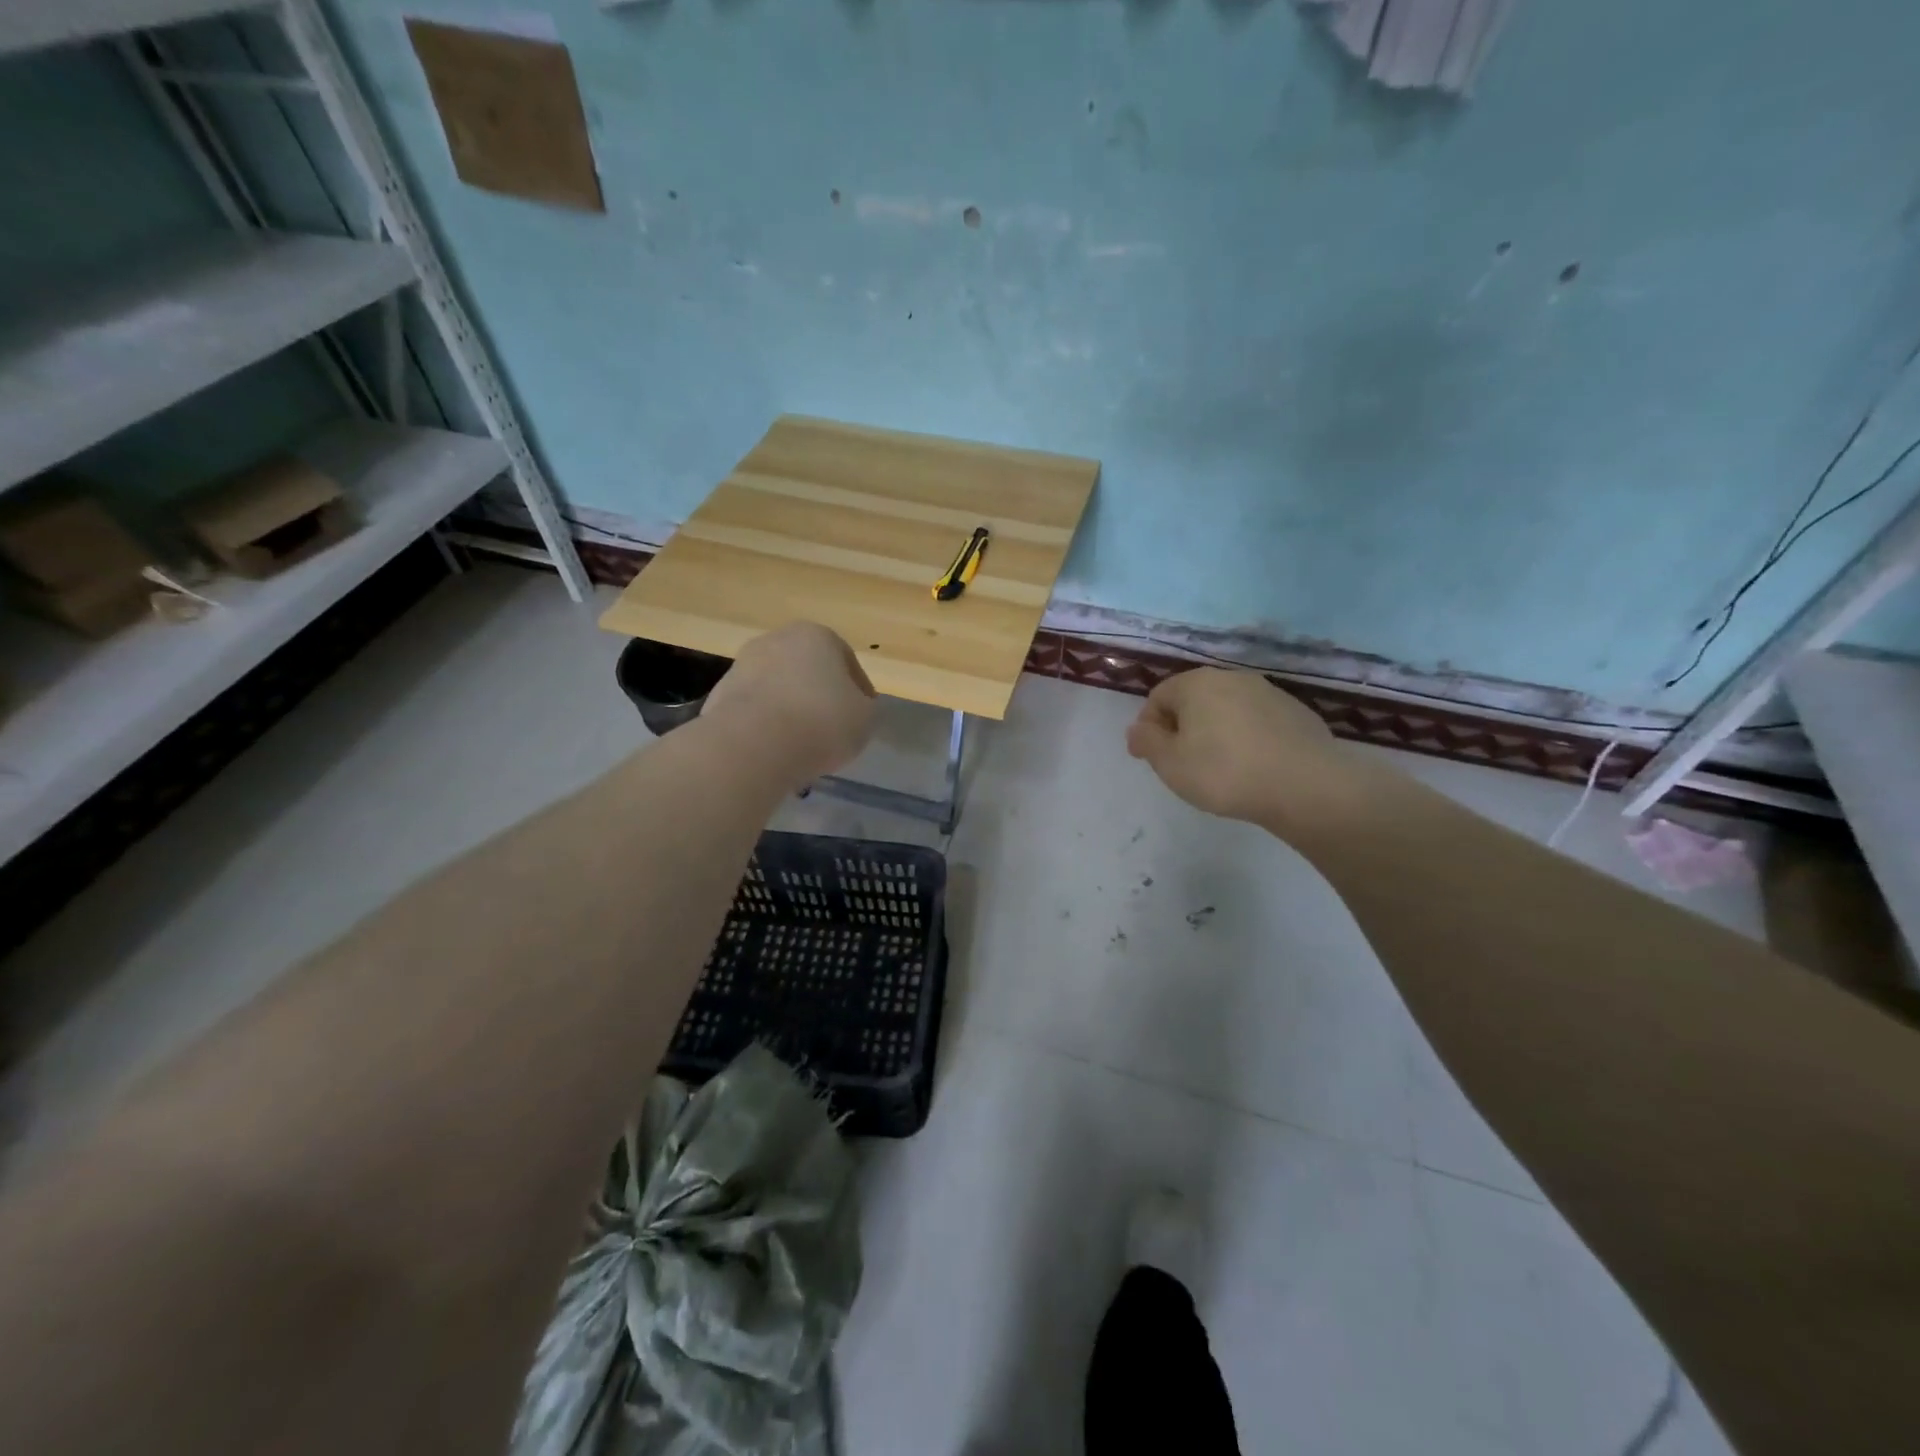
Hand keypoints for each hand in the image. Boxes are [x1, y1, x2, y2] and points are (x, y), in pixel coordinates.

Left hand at [701, 623, 876, 787]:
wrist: (753, 745)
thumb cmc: (822, 722)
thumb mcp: (866, 718)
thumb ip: (863, 707)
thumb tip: (852, 707)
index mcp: (817, 636)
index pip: (847, 661)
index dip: (859, 691)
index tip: (862, 716)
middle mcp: (776, 640)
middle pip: (807, 670)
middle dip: (818, 695)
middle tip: (830, 728)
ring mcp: (742, 666)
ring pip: (777, 688)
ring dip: (790, 710)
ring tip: (801, 744)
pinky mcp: (718, 696)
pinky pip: (754, 711)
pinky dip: (765, 726)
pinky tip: (774, 750)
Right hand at [1126, 668, 1366, 831]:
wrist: (1305, 786)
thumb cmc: (1224, 772)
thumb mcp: (1169, 763)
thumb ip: (1146, 742)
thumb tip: (1138, 729)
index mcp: (1196, 684)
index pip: (1158, 696)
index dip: (1148, 727)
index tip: (1151, 757)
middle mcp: (1232, 678)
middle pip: (1194, 700)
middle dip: (1182, 727)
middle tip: (1182, 763)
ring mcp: (1269, 693)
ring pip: (1227, 710)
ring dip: (1216, 732)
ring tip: (1219, 768)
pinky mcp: (1297, 713)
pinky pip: (1257, 722)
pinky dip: (1247, 738)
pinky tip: (1252, 768)